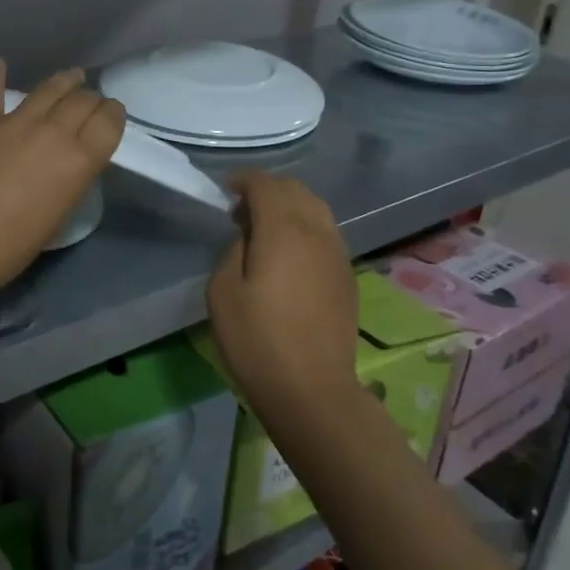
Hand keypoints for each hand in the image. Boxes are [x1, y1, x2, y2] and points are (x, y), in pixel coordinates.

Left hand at [0, 61, 124, 299]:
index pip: (109, 121)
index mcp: (80, 159)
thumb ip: (73, 179)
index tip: (113, 115)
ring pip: (48, 89)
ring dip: (64, 81)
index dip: (114, 114)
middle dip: (92, 100)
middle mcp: (53, 132)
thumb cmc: (13, 245)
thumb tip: (74, 161)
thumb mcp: (61, 213)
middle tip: (92, 105)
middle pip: (83, 100)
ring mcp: (15, 122)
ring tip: (72, 76)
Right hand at [206, 173, 358, 418]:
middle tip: (242, 213)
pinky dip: (306, 227)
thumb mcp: (222, 291)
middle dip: (268, 190)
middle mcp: (317, 231)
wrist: (312, 389)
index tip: (226, 191)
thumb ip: (234, 250)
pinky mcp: (347, 275)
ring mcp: (338, 253)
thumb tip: (249, 237)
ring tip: (266, 231)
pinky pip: (326, 233)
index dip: (244, 180)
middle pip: (296, 190)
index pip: (266, 184)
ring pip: (317, 209)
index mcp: (284, 229)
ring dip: (290, 207)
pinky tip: (289, 254)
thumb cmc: (257, 340)